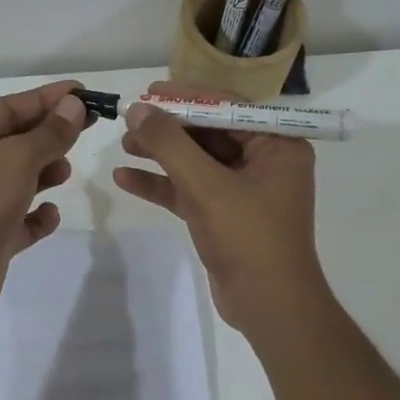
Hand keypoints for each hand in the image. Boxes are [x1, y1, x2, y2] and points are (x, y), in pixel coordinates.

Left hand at [0, 80, 90, 322]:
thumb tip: (74, 105)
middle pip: (15, 141)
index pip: (9, 106)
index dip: (48, 98)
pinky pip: (20, 218)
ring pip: (19, 178)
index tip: (84, 93)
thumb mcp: (16, 159)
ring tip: (64, 172)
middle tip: (88, 128)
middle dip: (49, 135)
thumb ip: (50, 133)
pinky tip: (48, 215)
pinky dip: (37, 215)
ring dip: (45, 173)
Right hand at [111, 83, 323, 332]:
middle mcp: (264, 162)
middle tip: (129, 120)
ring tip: (123, 145)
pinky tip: (125, 179)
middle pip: (208, 133)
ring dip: (160, 154)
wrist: (269, 307)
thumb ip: (171, 145)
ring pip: (196, 162)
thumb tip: (137, 110)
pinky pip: (190, 190)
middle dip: (168, 129)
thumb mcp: (207, 186)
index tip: (149, 92)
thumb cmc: (249, 238)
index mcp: (277, 146)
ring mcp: (243, 190)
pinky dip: (161, 185)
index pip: (228, 108)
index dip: (186, 98)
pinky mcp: (224, 215)